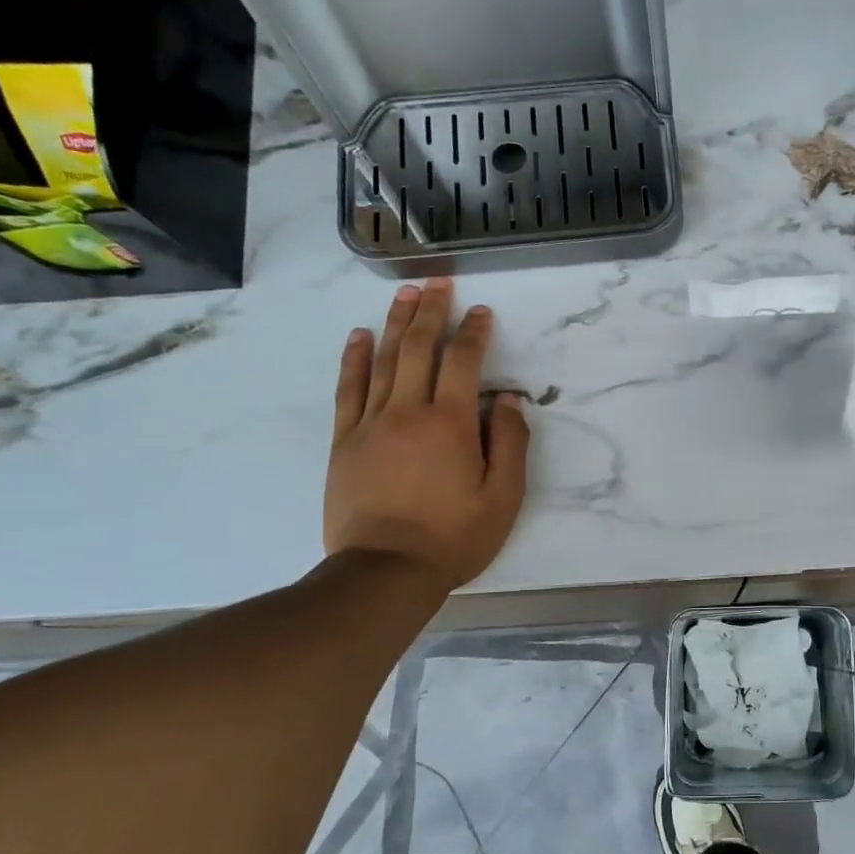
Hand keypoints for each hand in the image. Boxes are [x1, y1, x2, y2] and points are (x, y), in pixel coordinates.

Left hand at [324, 279, 529, 591]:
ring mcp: (370, 423)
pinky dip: (354, 359)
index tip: (481, 311)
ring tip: (405, 294)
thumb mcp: (503, 498)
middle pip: (418, 348)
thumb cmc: (454, 538)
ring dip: (395, 323)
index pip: (462, 362)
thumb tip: (507, 399)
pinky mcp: (344, 441)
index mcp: (450, 424)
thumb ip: (510, 443)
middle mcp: (408, 411)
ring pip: (383, 360)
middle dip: (431, 311)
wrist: (384, 572)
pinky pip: (348, 389)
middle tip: (438, 281)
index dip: (474, 333)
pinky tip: (359, 336)